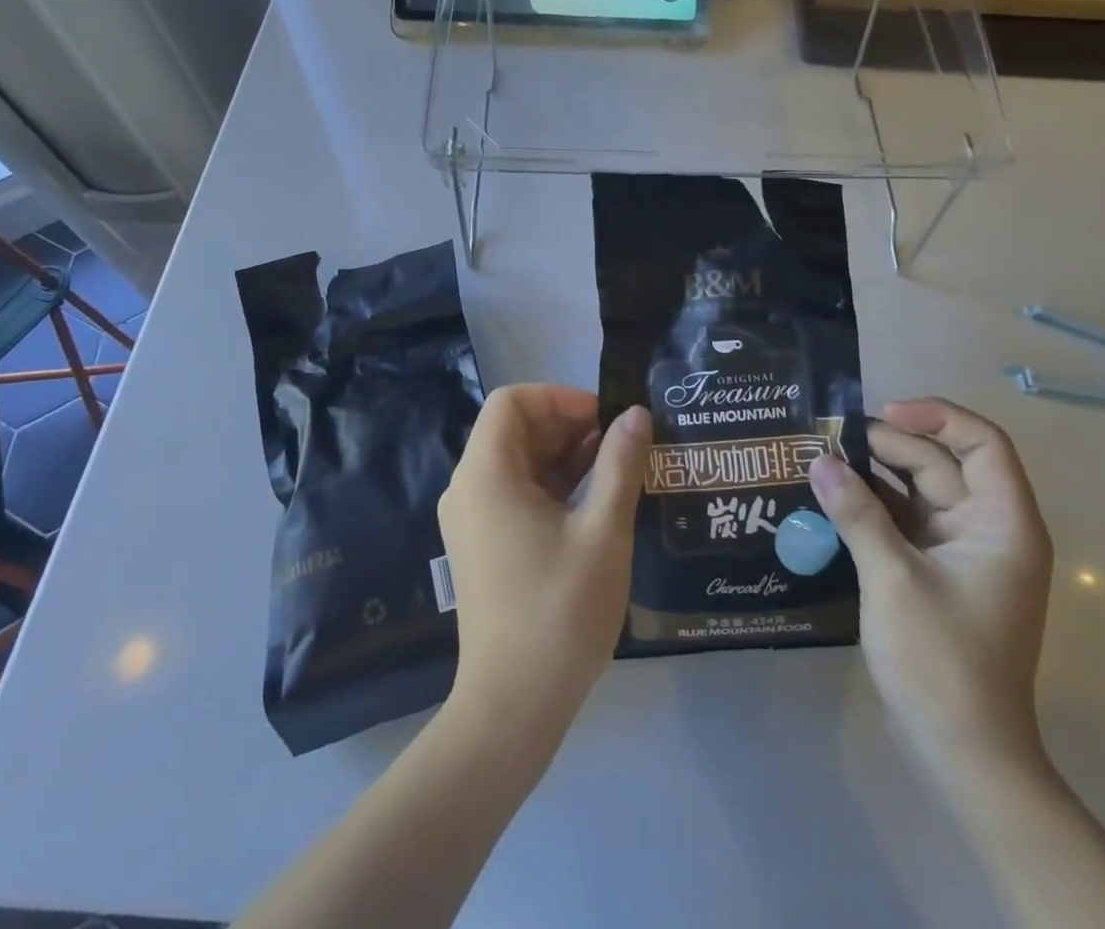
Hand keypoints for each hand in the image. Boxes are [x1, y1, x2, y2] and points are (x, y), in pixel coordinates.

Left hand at [438, 386, 648, 734]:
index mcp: (486, 474)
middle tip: (619, 445)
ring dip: (563, 456)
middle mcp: (467, 488)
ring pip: (516, 461)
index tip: (604, 419)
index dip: (559, 398)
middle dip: (567, 426)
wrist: (512, 707)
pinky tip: (591, 503)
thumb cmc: (559, 611)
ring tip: (615, 471)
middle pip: (513, 429)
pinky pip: (513, 492)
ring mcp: (470, 519)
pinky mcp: (480, 545)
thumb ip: (620, 464)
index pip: (512, 401)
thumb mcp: (602, 531)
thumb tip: (636, 414)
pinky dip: (550, 485)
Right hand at [808, 399, 1052, 778]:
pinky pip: (907, 522)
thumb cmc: (942, 661)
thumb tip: (819, 460)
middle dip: (888, 445)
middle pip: (942, 464)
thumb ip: (856, 513)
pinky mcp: (939, 574)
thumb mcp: (893, 578)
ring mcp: (964, 554)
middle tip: (830, 440)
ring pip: (920, 492)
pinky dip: (874, 507)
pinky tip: (833, 499)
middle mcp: (989, 529)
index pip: (983, 443)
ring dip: (876, 474)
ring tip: (824, 460)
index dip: (936, 416)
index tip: (881, 413)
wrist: (963, 756)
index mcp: (1003, 524)